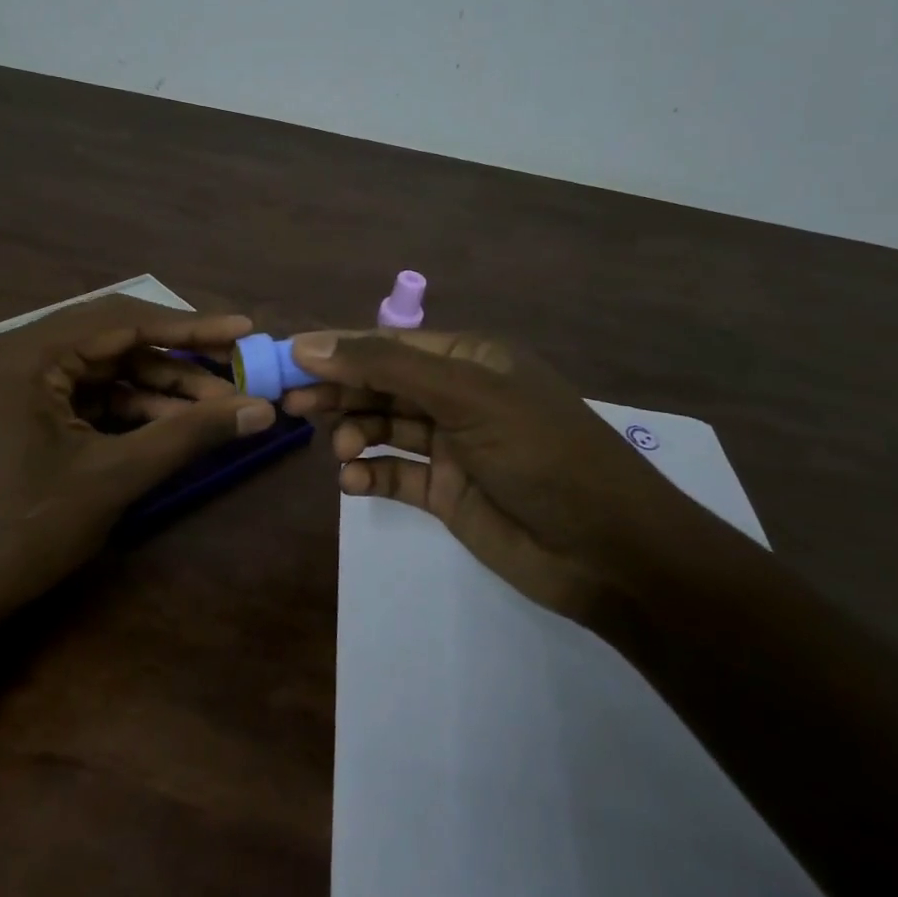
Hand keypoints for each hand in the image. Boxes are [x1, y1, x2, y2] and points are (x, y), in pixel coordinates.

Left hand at [0, 296, 275, 615]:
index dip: (189, 326)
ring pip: (104, 367)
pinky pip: (87, 393)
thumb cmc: (26, 530)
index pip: (122, 320)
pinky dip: (129, 406)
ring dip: (158, 386)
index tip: (242, 328)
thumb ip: (189, 435)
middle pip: (114, 338)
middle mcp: (18, 352)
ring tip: (217, 407)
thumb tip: (262, 410)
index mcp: (28, 353)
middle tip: (234, 366)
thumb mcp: (115, 476)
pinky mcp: (22, 408)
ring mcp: (17, 380)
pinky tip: (173, 423)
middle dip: (177, 357)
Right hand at [282, 330, 731, 626]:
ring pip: (383, 428)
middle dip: (338, 392)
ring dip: (355, 435)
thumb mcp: (466, 396)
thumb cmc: (541, 453)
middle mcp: (458, 395)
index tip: (286, 359)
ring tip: (340, 451)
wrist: (610, 553)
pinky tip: (354, 482)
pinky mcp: (447, 492)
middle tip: (291, 404)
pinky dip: (370, 475)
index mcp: (470, 358)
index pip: (388, 344)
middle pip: (381, 384)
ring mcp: (452, 445)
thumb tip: (309, 344)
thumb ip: (387, 367)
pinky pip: (395, 474)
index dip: (337, 349)